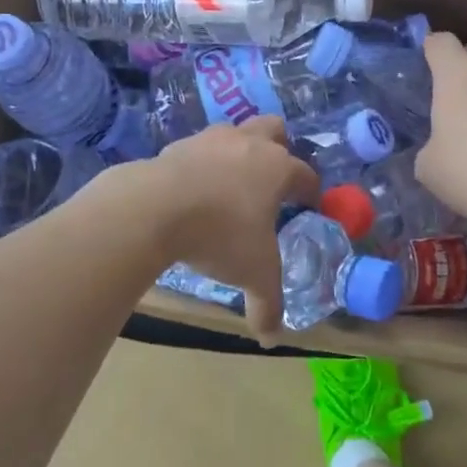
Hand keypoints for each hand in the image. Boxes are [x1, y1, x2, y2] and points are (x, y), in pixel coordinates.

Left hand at [142, 118, 320, 342]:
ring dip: (238, 152)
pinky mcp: (178, 144)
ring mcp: (211, 139)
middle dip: (279, 148)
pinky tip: (194, 190)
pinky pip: (200, 148)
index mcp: (277, 168)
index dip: (310, 191)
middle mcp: (248, 143)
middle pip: (274, 129)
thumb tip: (271, 338)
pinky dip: (203, 163)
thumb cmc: (219, 235)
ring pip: (235, 132)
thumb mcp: (253, 274)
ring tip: (230, 184)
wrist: (155, 207)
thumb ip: (268, 304)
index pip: (305, 174)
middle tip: (272, 180)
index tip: (308, 206)